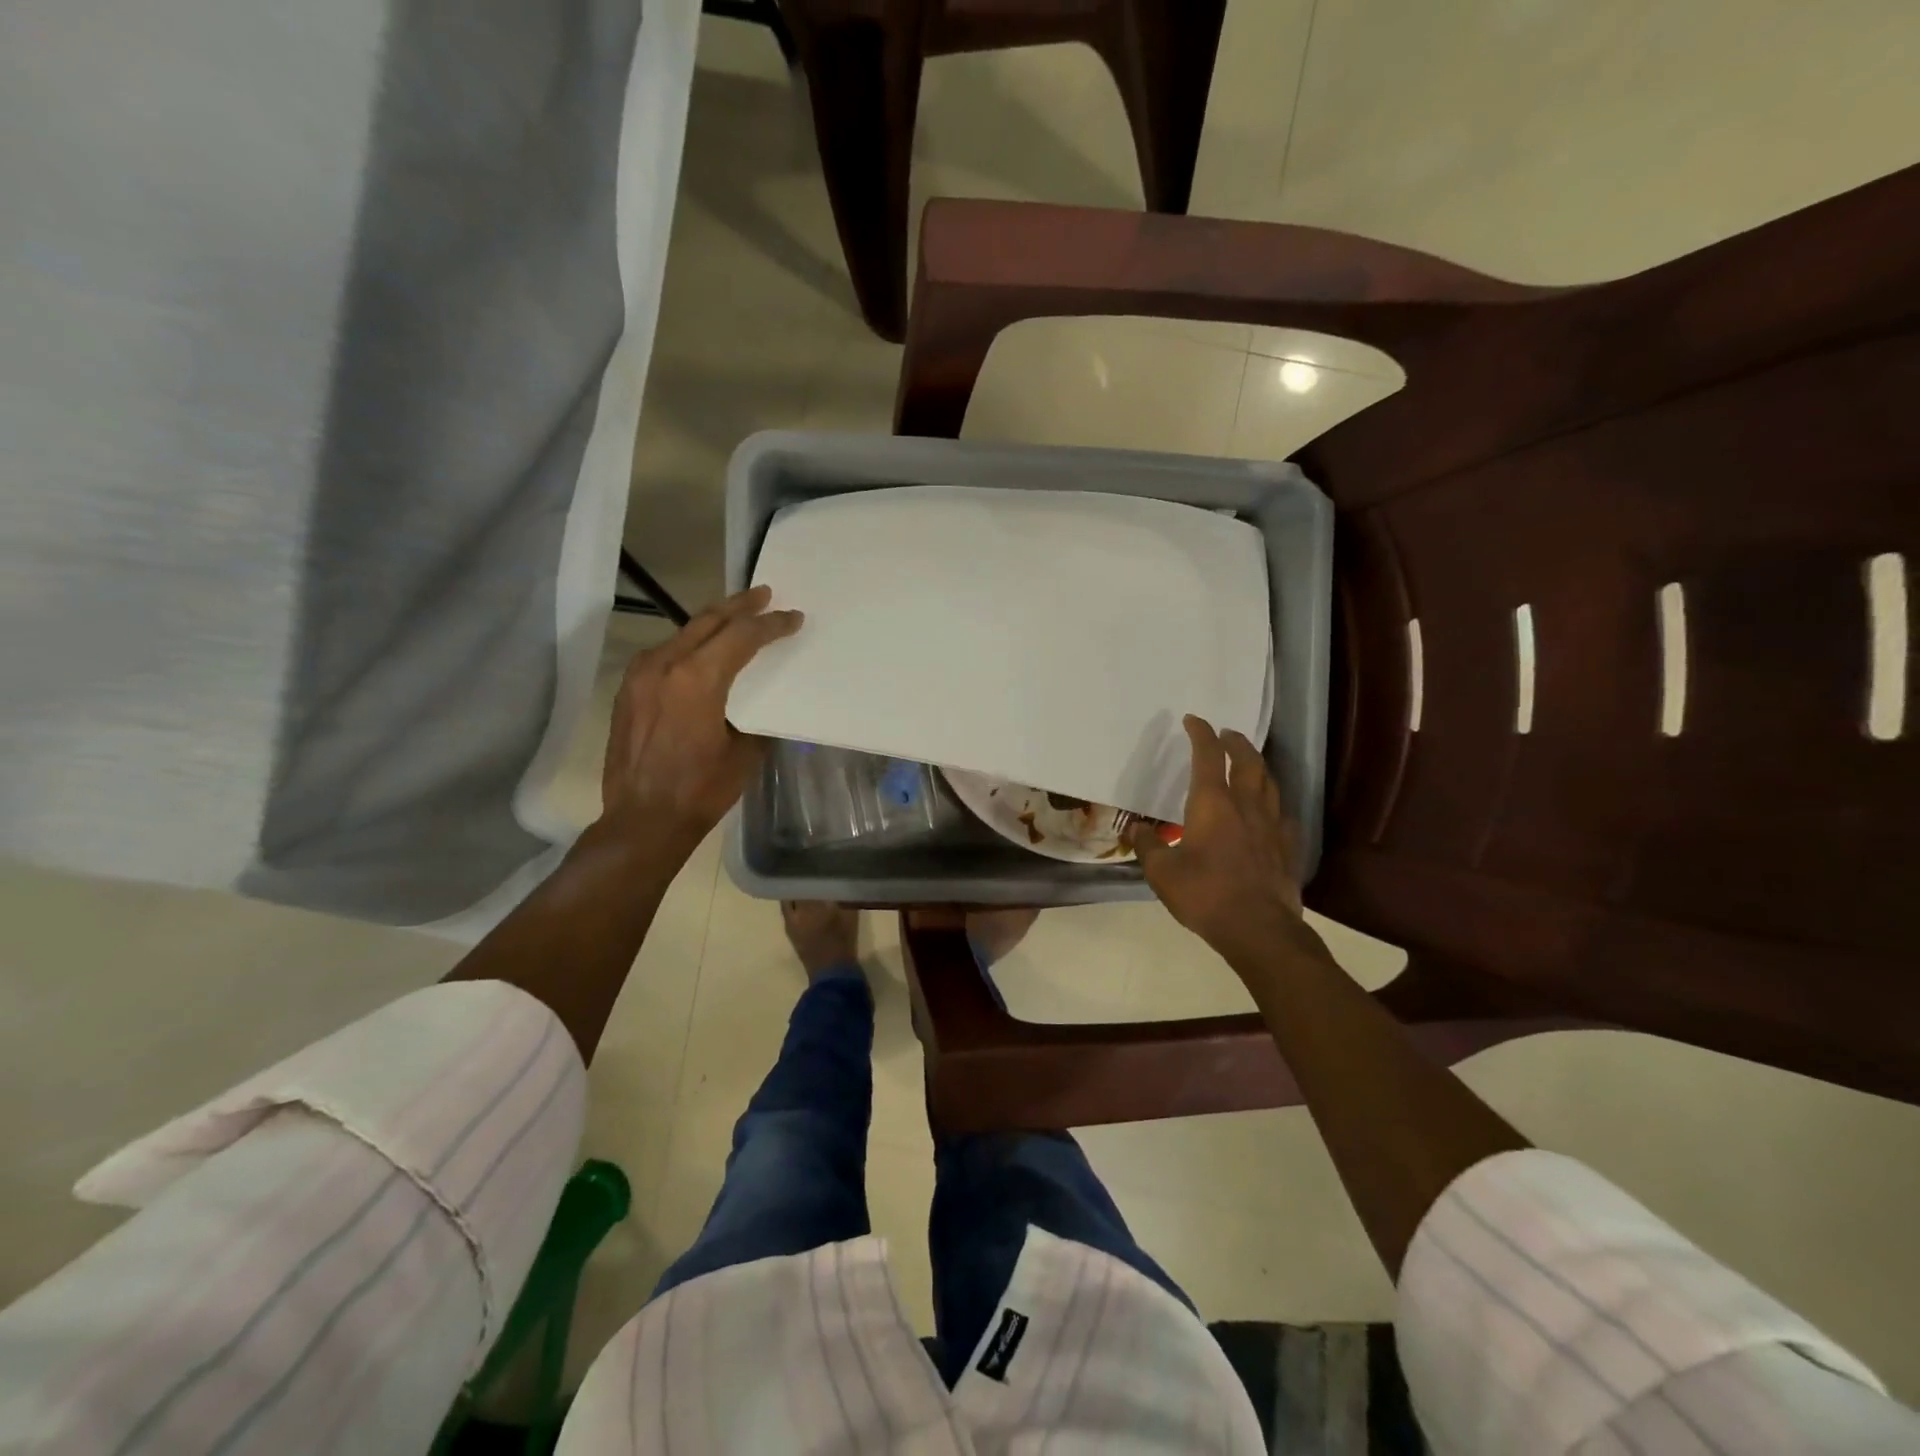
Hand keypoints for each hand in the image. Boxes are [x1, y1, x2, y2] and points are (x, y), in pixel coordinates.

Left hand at [599, 585, 801, 846]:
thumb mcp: (746, 753)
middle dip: (740, 606)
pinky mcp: (629, 690)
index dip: (771, 625)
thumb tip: (765, 705)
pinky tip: (703, 649)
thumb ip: (757, 718)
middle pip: (708, 622)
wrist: (642, 820)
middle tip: (765, 594)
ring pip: (683, 633)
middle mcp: (665, 665)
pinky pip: (665, 653)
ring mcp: (640, 675)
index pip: (741, 636)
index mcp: (698, 679)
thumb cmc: (701, 790)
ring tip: (737, 615)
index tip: (793, 617)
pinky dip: (691, 644)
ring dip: (713, 622)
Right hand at [1129, 715, 1305, 966]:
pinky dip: (1272, 804)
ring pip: (1269, 783)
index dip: (1200, 734)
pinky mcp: (1288, 848)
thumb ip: (1148, 846)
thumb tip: (1138, 829)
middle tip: (1228, 733)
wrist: (1258, 929)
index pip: (1207, 756)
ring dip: (1258, 766)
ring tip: (1249, 764)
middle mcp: (1245, 806)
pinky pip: (1282, 815)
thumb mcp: (1162, 872)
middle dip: (1236, 742)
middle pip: (1247, 761)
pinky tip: (1269, 812)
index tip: (1193, 720)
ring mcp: (1272, 826)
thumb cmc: (1204, 894)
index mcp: (1212, 804)